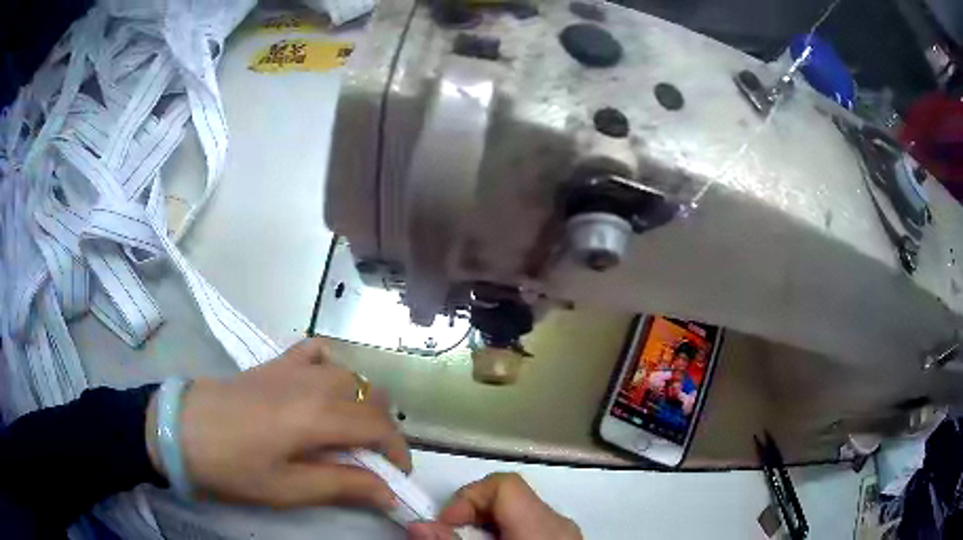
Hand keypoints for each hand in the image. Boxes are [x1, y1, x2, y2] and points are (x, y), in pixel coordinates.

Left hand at [145, 338, 409, 509]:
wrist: (180, 430)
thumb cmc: (231, 466)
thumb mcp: (286, 488)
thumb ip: (341, 486)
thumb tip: (387, 493)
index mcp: (316, 415)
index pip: (379, 426)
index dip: (397, 452)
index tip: (395, 478)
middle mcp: (312, 383)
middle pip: (371, 397)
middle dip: (382, 430)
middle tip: (370, 461)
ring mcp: (292, 368)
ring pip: (349, 374)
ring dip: (361, 403)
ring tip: (349, 432)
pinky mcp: (274, 363)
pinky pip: (315, 351)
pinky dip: (331, 367)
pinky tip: (323, 388)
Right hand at [407, 473, 580, 539]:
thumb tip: (417, 524)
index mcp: (542, 523)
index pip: (503, 484)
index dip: (468, 496)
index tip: (445, 522)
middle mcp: (559, 521)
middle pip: (509, 496)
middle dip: (473, 512)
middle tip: (453, 536)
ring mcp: (567, 531)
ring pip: (519, 511)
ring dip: (487, 524)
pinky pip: (532, 525)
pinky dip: (507, 531)